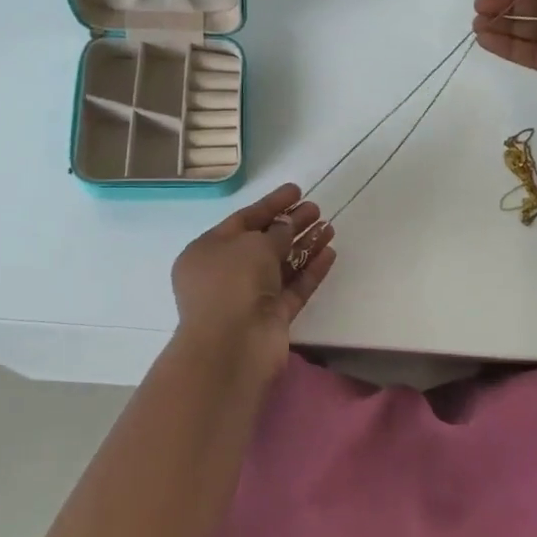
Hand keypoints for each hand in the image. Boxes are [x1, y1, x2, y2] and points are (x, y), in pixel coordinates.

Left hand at [170, 183, 335, 377]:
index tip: (296, 190)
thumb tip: (287, 226)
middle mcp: (225, 273)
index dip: (270, 204)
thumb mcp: (253, 246)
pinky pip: (293, 287)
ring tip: (329, 226)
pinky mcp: (271, 317)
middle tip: (316, 208)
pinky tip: (329, 252)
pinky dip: (310, 270)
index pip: (242, 220)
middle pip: (263, 242)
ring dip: (304, 245)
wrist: (232, 346)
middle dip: (290, 224)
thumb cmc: (232, 284)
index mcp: (207, 251)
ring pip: (281, 265)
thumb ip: (276, 232)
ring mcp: (249, 296)